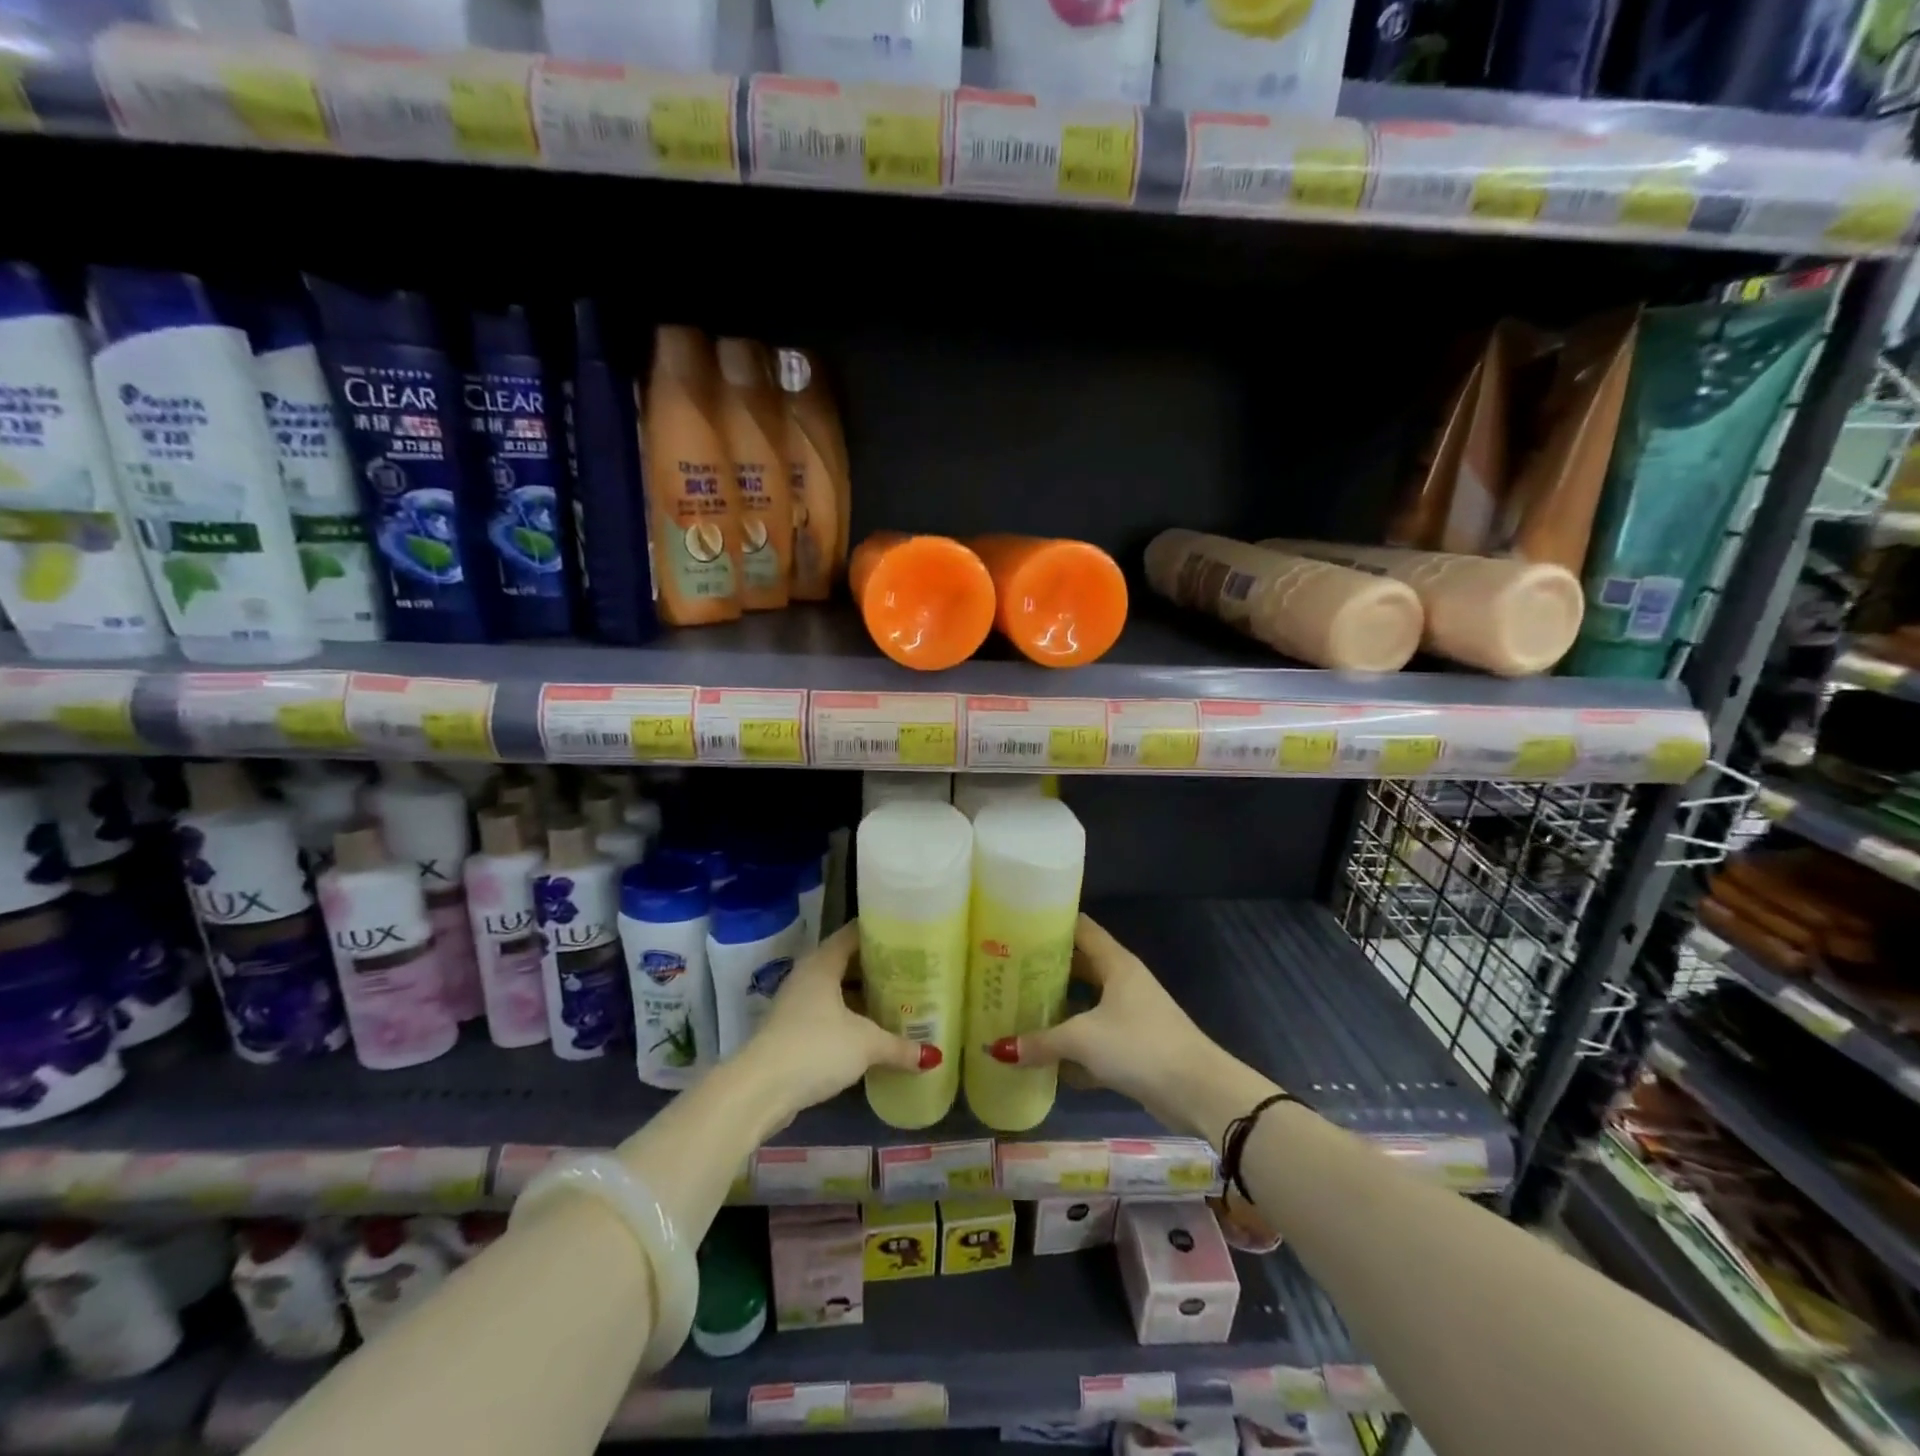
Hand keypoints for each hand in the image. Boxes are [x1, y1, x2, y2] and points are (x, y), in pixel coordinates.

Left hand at [746, 922, 938, 1120]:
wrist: (760, 1090)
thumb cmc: (816, 1048)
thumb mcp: (865, 1045)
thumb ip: (899, 1046)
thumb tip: (934, 1056)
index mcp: (823, 963)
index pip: (853, 934)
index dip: (880, 932)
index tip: (908, 935)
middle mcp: (808, 976)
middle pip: (846, 962)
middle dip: (876, 967)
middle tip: (911, 970)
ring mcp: (797, 1004)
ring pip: (836, 990)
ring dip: (862, 995)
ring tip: (897, 999)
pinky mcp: (792, 1031)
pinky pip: (828, 1013)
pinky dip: (849, 1017)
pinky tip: (871, 1030)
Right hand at [987, 914, 1233, 1137]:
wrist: (1197, 1091)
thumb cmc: (1139, 1046)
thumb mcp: (1083, 1039)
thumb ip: (1041, 1041)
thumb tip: (998, 1049)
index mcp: (1116, 964)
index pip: (1081, 929)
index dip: (1051, 924)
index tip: (1017, 927)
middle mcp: (1123, 981)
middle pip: (1079, 967)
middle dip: (1046, 970)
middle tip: (1007, 972)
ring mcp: (1130, 1014)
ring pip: (1086, 1004)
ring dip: (1058, 1009)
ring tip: (1018, 1010)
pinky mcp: (1134, 1046)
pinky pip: (1095, 1037)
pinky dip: (1074, 1046)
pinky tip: (1045, 1057)